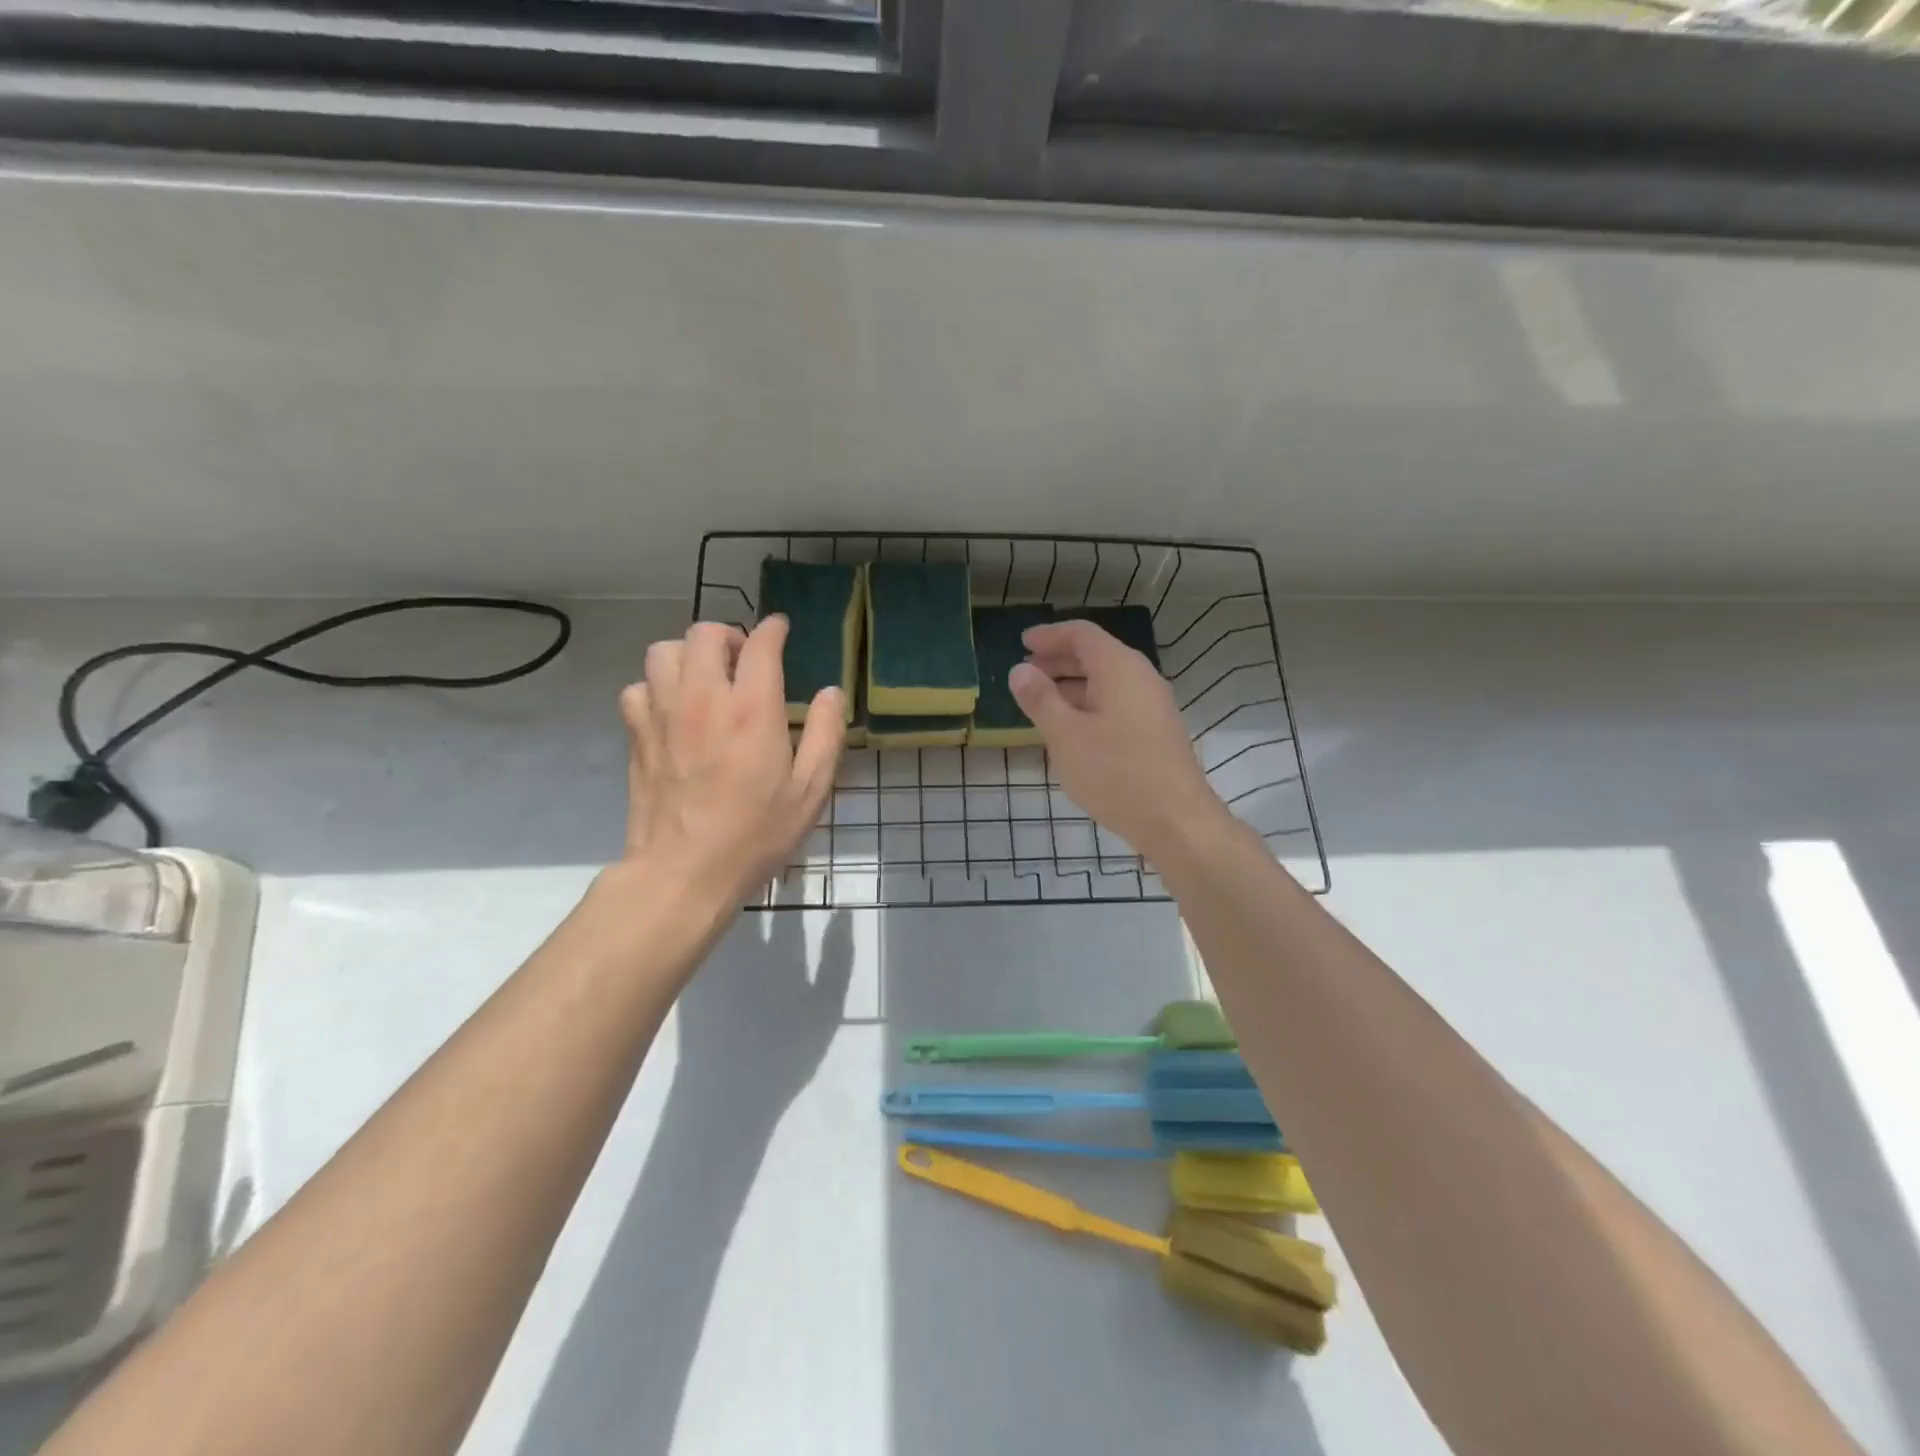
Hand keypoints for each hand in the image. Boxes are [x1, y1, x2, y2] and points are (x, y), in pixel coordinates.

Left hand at [619, 617, 844, 899]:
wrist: (684, 873)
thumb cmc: (756, 834)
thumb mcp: (811, 790)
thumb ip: (826, 734)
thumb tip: (830, 692)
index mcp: (752, 710)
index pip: (759, 645)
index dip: (772, 629)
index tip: (780, 629)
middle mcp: (703, 699)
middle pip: (704, 633)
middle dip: (728, 635)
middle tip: (743, 659)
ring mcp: (662, 715)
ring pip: (664, 651)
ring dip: (688, 654)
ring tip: (706, 678)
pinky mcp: (637, 736)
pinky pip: (638, 688)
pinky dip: (656, 688)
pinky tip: (673, 710)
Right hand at [1009, 618, 1226, 863]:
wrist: (1176, 821)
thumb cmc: (1116, 773)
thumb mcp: (1066, 736)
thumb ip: (1040, 699)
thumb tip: (1020, 670)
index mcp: (1120, 668)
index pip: (1082, 634)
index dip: (1050, 635)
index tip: (1023, 642)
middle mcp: (1141, 678)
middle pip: (1096, 655)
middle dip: (1059, 659)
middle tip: (1026, 671)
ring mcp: (1153, 705)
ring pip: (1107, 681)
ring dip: (1073, 683)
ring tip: (1042, 700)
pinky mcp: (1156, 731)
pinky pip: (1117, 702)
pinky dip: (1090, 703)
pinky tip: (1072, 728)